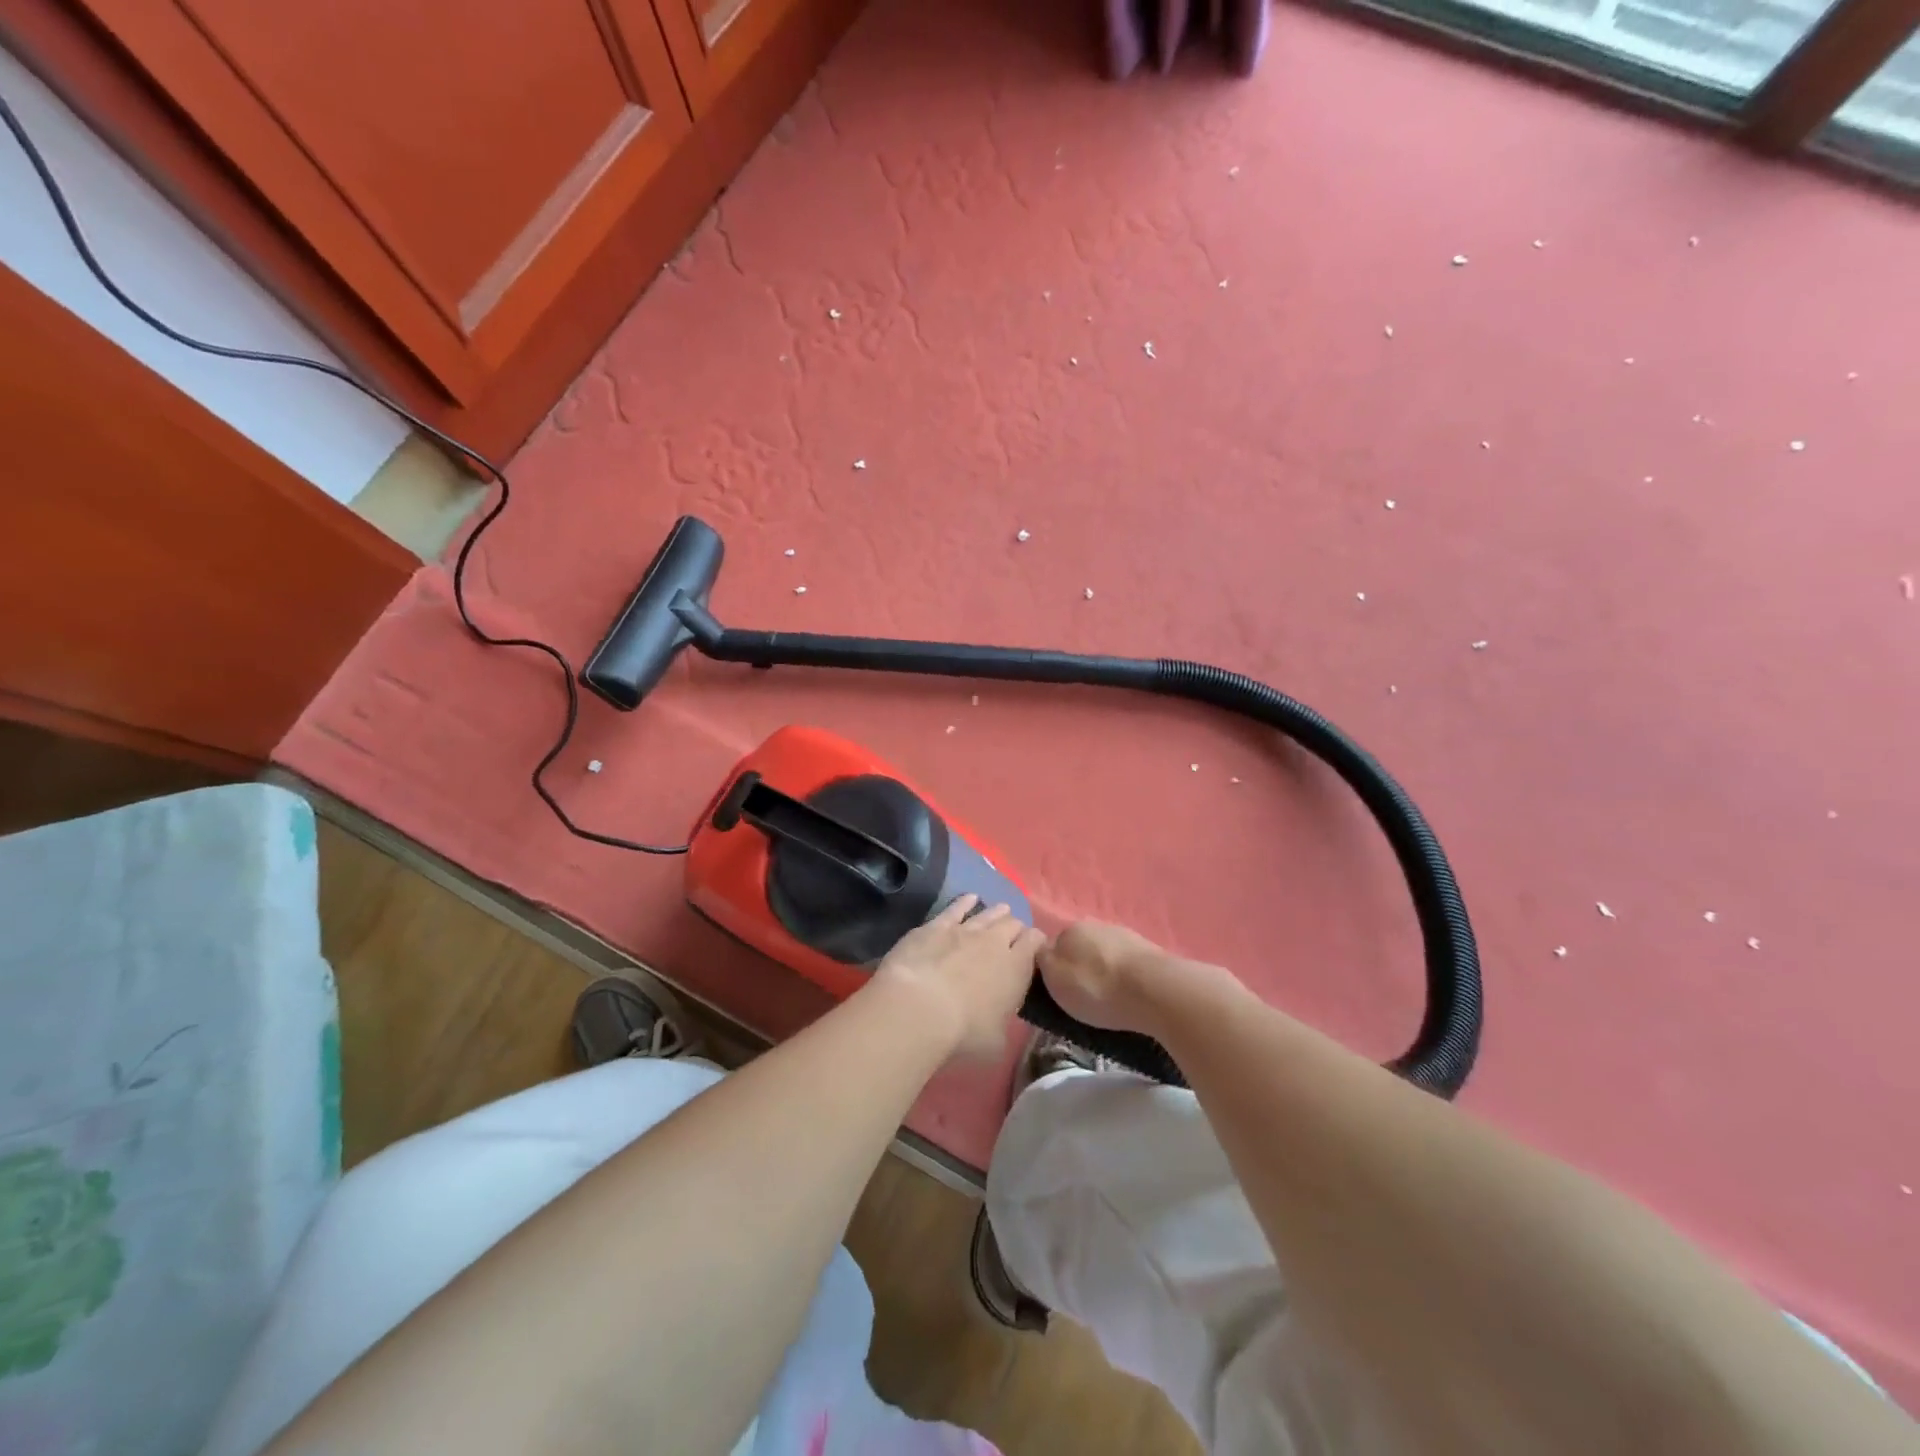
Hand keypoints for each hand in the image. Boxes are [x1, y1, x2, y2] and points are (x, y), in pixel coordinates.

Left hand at [872, 896, 1044, 1060]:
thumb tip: (1000, 1022)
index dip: (1037, 942)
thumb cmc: (963, 1032)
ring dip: (997, 913)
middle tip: (1013, 937)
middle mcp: (995, 942)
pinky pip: (957, 907)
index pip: (1036, 942)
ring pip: (988, 913)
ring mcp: (965, 929)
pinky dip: (966, 902)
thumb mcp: (995, 1042)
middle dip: (1015, 929)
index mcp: (1017, 968)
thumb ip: (1002, 1025)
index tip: (1035, 949)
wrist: (919, 1007)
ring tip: (1001, 911)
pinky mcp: (937, 925)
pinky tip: (970, 898)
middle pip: (1013, 924)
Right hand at [1036, 921, 1175, 1035]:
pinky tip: (1128, 993)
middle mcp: (1094, 925)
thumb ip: (1043, 961)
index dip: (1052, 969)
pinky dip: (1124, 976)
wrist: (1153, 989)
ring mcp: (1123, 935)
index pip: (1051, 946)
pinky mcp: (1147, 950)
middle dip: (1079, 967)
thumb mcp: (1055, 980)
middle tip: (1082, 996)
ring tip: (1108, 998)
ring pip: (1104, 954)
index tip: (1057, 990)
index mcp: (1068, 930)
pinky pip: (1126, 963)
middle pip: (1079, 948)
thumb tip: (1042, 953)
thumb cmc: (1096, 988)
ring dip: (1103, 971)